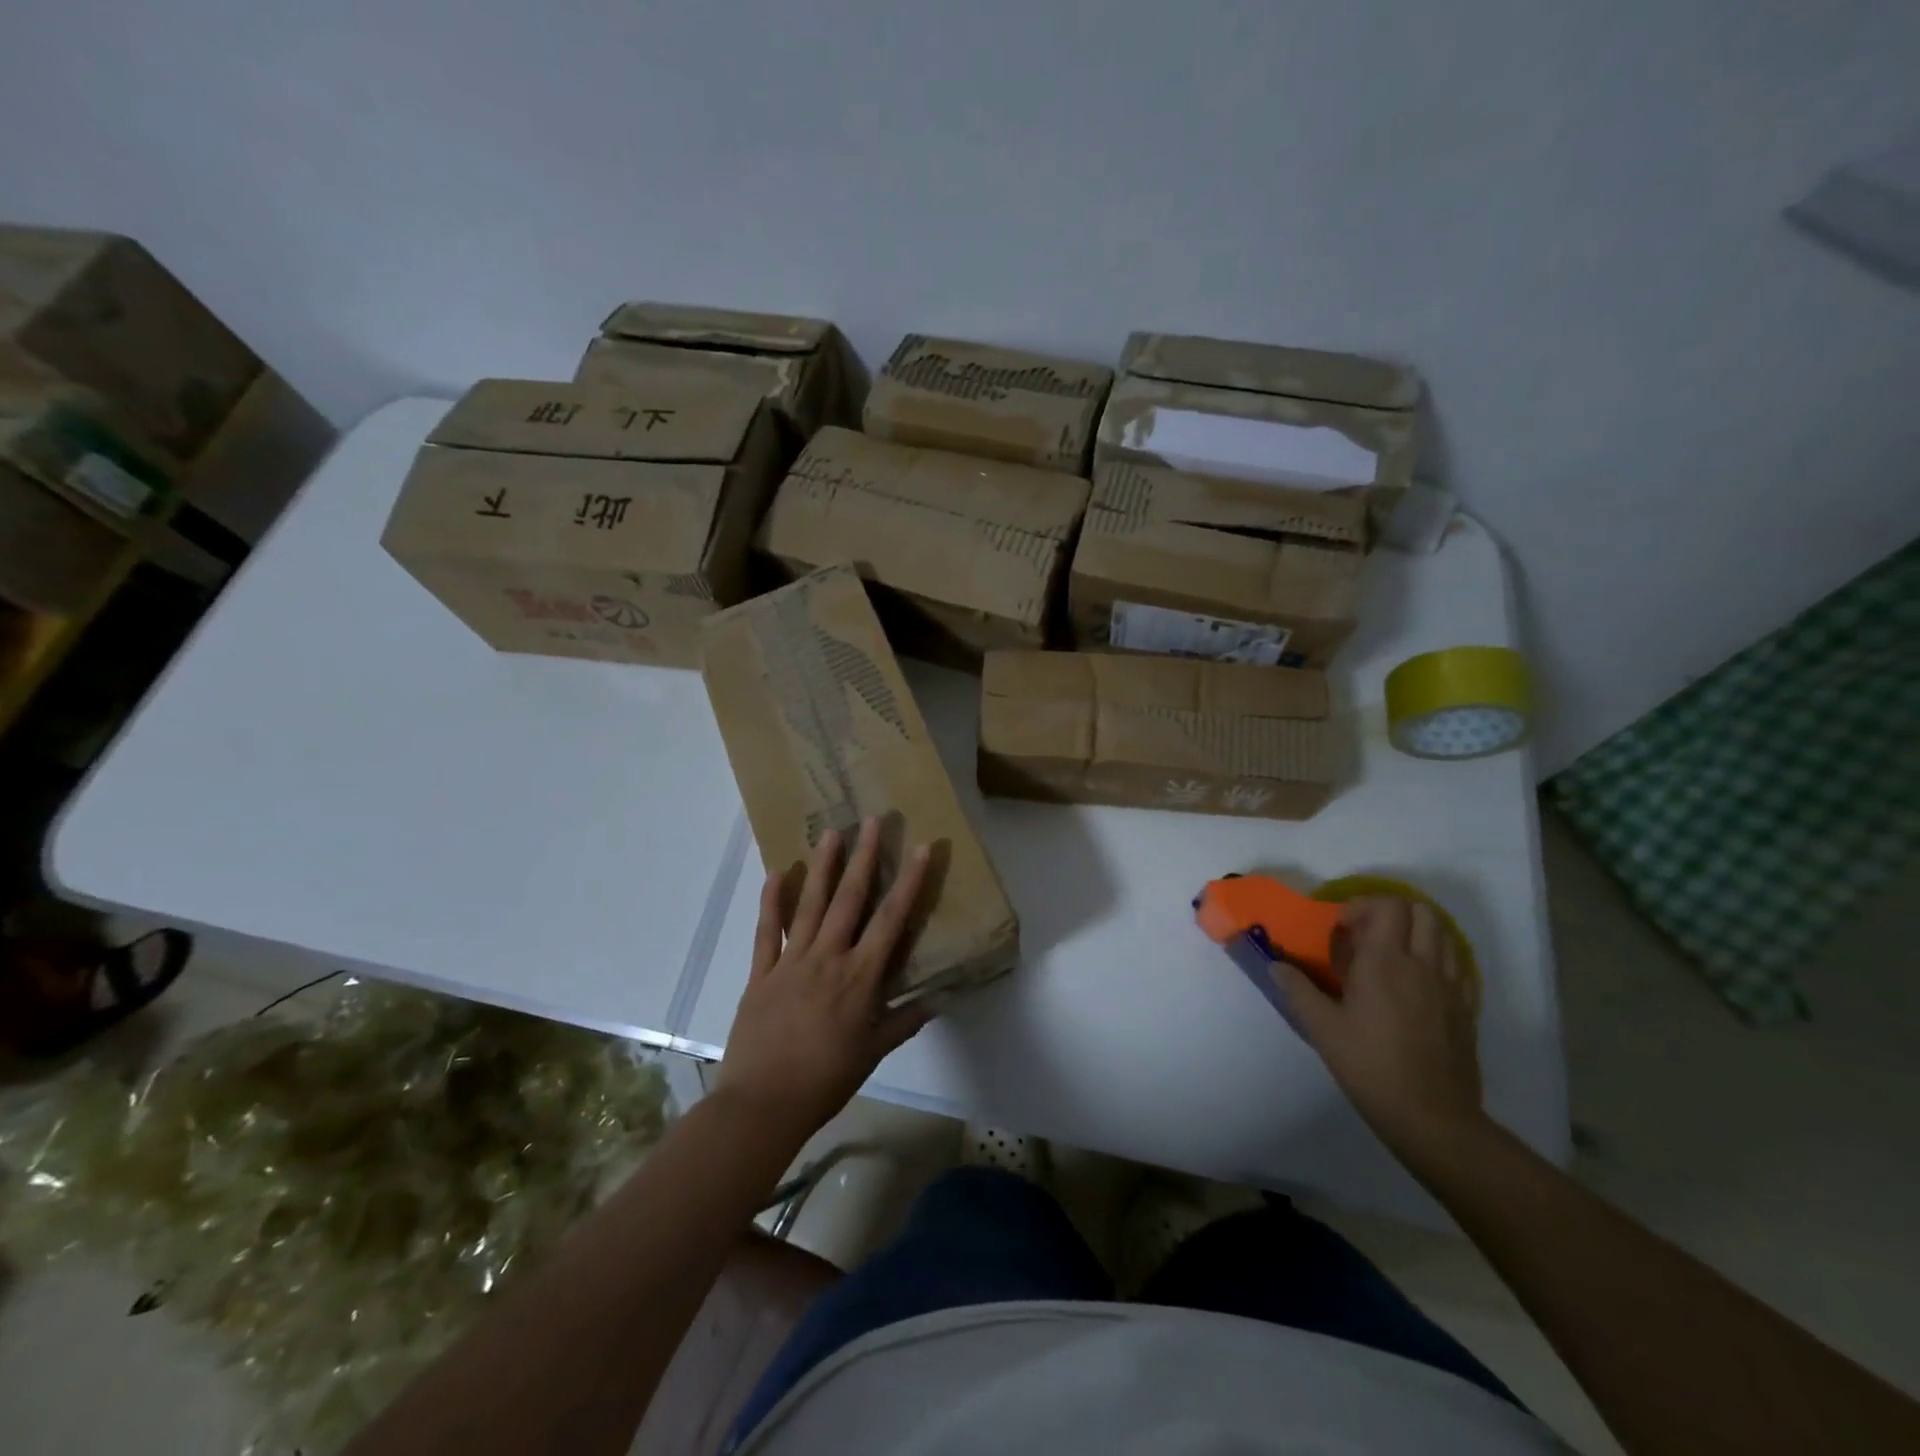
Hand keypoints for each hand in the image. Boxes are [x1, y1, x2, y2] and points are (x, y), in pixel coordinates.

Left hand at [715, 819, 933, 1142]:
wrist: (763, 1104)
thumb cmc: (826, 1080)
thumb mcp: (873, 1052)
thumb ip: (905, 1020)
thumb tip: (940, 998)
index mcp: (860, 978)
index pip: (891, 920)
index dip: (909, 882)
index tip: (921, 848)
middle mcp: (828, 958)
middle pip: (850, 899)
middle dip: (865, 857)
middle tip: (874, 820)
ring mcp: (791, 962)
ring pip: (810, 905)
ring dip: (823, 867)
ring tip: (831, 832)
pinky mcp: (761, 972)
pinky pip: (767, 931)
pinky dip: (771, 901)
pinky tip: (777, 872)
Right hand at [1279, 897, 1484, 1160]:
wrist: (1431, 1117)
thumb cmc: (1370, 1067)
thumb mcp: (1323, 1028)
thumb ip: (1298, 990)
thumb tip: (1275, 965)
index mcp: (1386, 963)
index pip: (1388, 907)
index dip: (1363, 906)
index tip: (1342, 929)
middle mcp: (1423, 965)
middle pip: (1421, 911)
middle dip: (1392, 912)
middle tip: (1367, 935)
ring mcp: (1451, 986)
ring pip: (1444, 934)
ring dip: (1417, 932)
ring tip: (1392, 954)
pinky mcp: (1467, 1009)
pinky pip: (1459, 965)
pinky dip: (1439, 958)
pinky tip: (1419, 981)